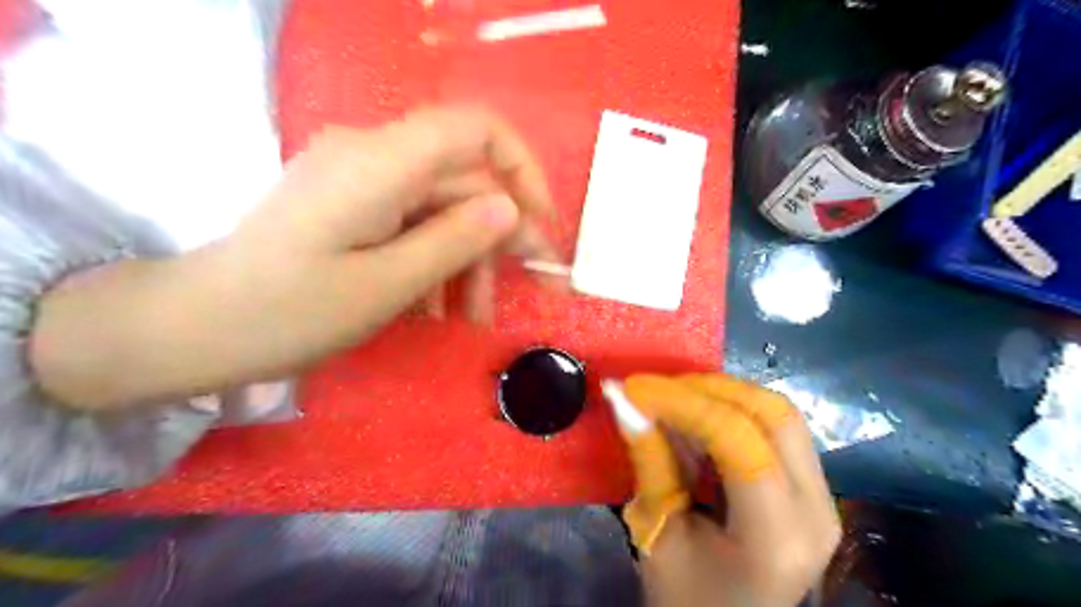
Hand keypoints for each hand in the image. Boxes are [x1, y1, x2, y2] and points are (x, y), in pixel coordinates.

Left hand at [32, 107, 556, 410]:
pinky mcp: (354, 203)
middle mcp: (374, 155)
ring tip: (475, 317)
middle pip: (464, 180)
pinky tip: (437, 305)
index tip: (541, 222)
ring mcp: (362, 179)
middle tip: (529, 289)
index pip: (476, 129)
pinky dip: (436, 259)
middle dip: (500, 236)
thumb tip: (511, 209)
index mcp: (381, 163)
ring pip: (443, 207)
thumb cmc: (291, 312)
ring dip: (469, 259)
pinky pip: (414, 221)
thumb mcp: (387, 285)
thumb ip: (455, 240)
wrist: (200, 326)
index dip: (522, 169)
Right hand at [607, 374, 842, 606]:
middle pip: (772, 414)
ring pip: (780, 413)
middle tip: (656, 388)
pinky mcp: (814, 488)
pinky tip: (698, 415)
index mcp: (777, 535)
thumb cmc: (688, 598)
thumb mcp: (658, 533)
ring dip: (722, 393)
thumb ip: (650, 460)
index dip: (682, 402)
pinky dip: (734, 409)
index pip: (736, 438)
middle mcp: (816, 509)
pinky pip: (777, 428)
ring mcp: (824, 497)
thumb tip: (622, 399)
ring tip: (673, 396)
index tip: (635, 387)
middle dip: (708, 387)